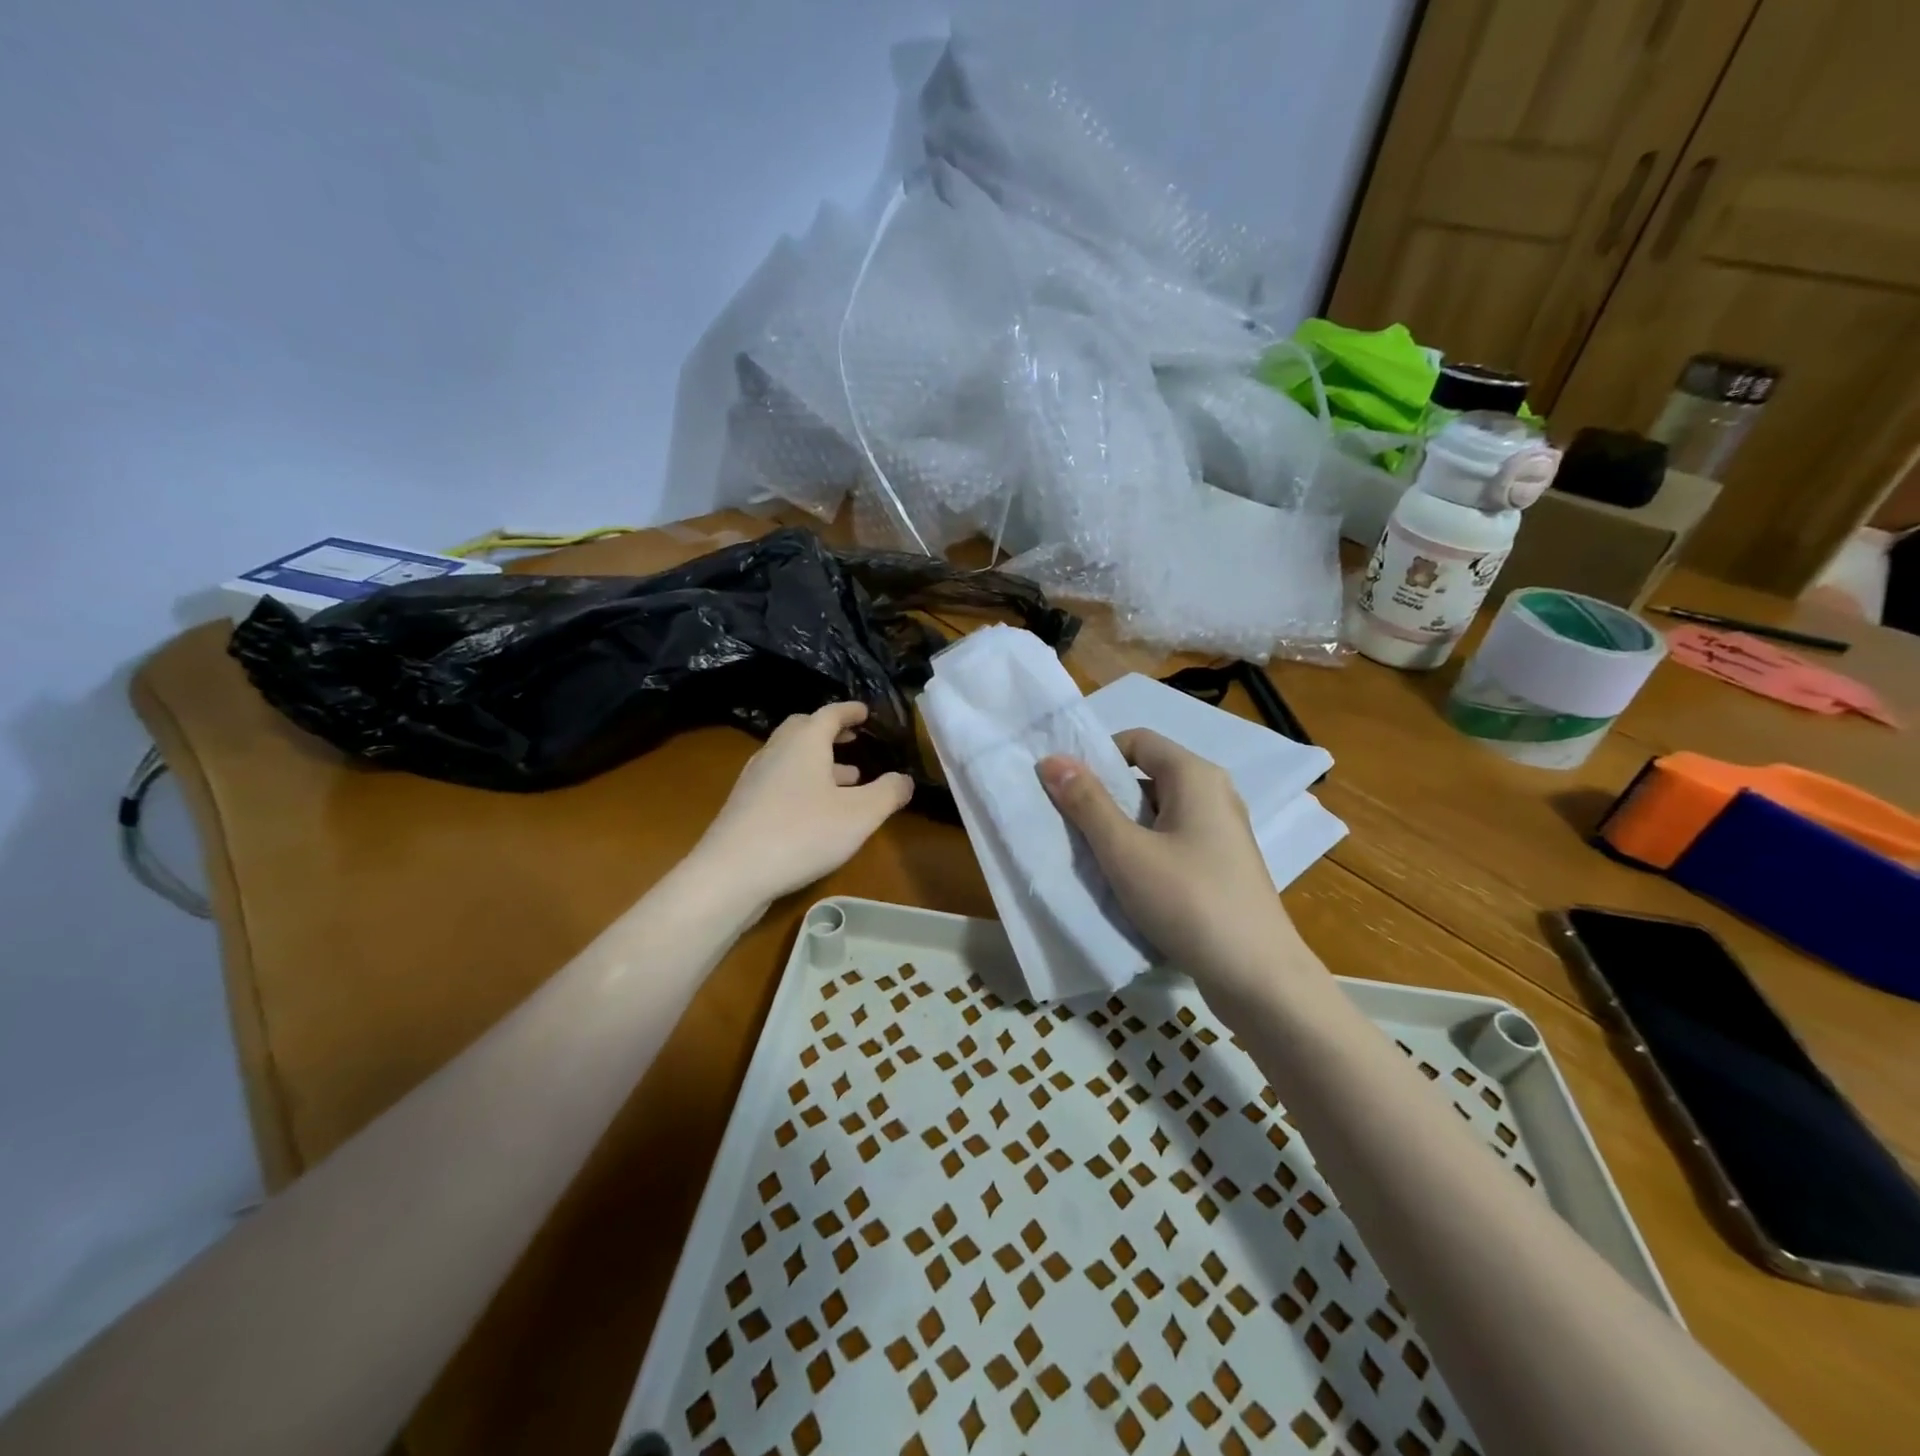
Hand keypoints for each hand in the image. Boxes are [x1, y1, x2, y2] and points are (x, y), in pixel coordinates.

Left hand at [693, 702, 913, 906]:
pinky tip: (815, 809)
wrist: (731, 872)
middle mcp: (776, 751)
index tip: (866, 711)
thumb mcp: (860, 815)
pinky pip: (780, 779)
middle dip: (830, 731)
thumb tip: (905, 779)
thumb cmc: (802, 833)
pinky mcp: (744, 804)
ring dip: (818, 760)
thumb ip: (888, 793)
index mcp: (805, 742)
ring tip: (847, 778)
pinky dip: (802, 781)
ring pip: (790, 756)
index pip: (830, 713)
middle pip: (803, 729)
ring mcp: (755, 777)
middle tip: (852, 738)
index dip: (851, 711)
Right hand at [1038, 729, 1314, 1003]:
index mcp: (1195, 776)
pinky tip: (1126, 880)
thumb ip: (1087, 802)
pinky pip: (1173, 838)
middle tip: (1069, 823)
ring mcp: (1221, 830)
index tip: (1065, 787)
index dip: (1096, 756)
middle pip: (1146, 774)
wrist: (1258, 976)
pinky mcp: (1222, 863)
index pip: (1136, 740)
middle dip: (1104, 794)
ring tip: (1091, 854)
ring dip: (1121, 826)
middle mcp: (1213, 793)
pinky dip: (1144, 848)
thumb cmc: (1189, 901)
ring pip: (1157, 811)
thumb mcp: (1125, 851)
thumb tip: (1052, 759)